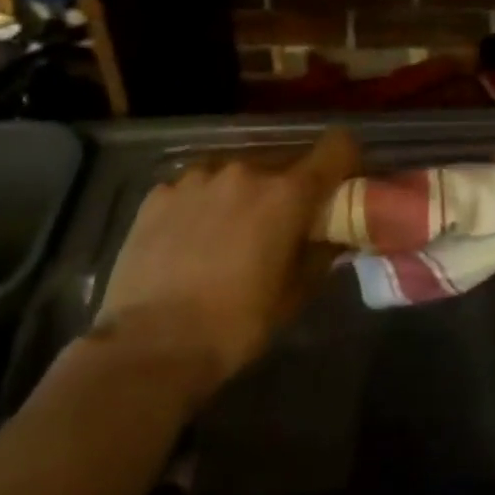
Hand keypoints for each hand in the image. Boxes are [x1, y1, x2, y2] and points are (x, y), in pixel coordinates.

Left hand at [95, 130, 358, 383]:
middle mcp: (246, 171)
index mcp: (287, 193)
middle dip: (289, 187)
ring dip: (243, 193)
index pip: (336, 147)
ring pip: (237, 173)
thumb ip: (321, 252)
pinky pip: (196, 187)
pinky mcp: (159, 193)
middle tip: (280, 225)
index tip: (339, 186)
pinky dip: (202, 204)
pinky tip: (189, 241)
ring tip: (229, 233)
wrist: (149, 347)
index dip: (345, 161)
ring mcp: (197, 178)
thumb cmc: (236, 324)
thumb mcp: (295, 294)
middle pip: (284, 161)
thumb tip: (333, 234)